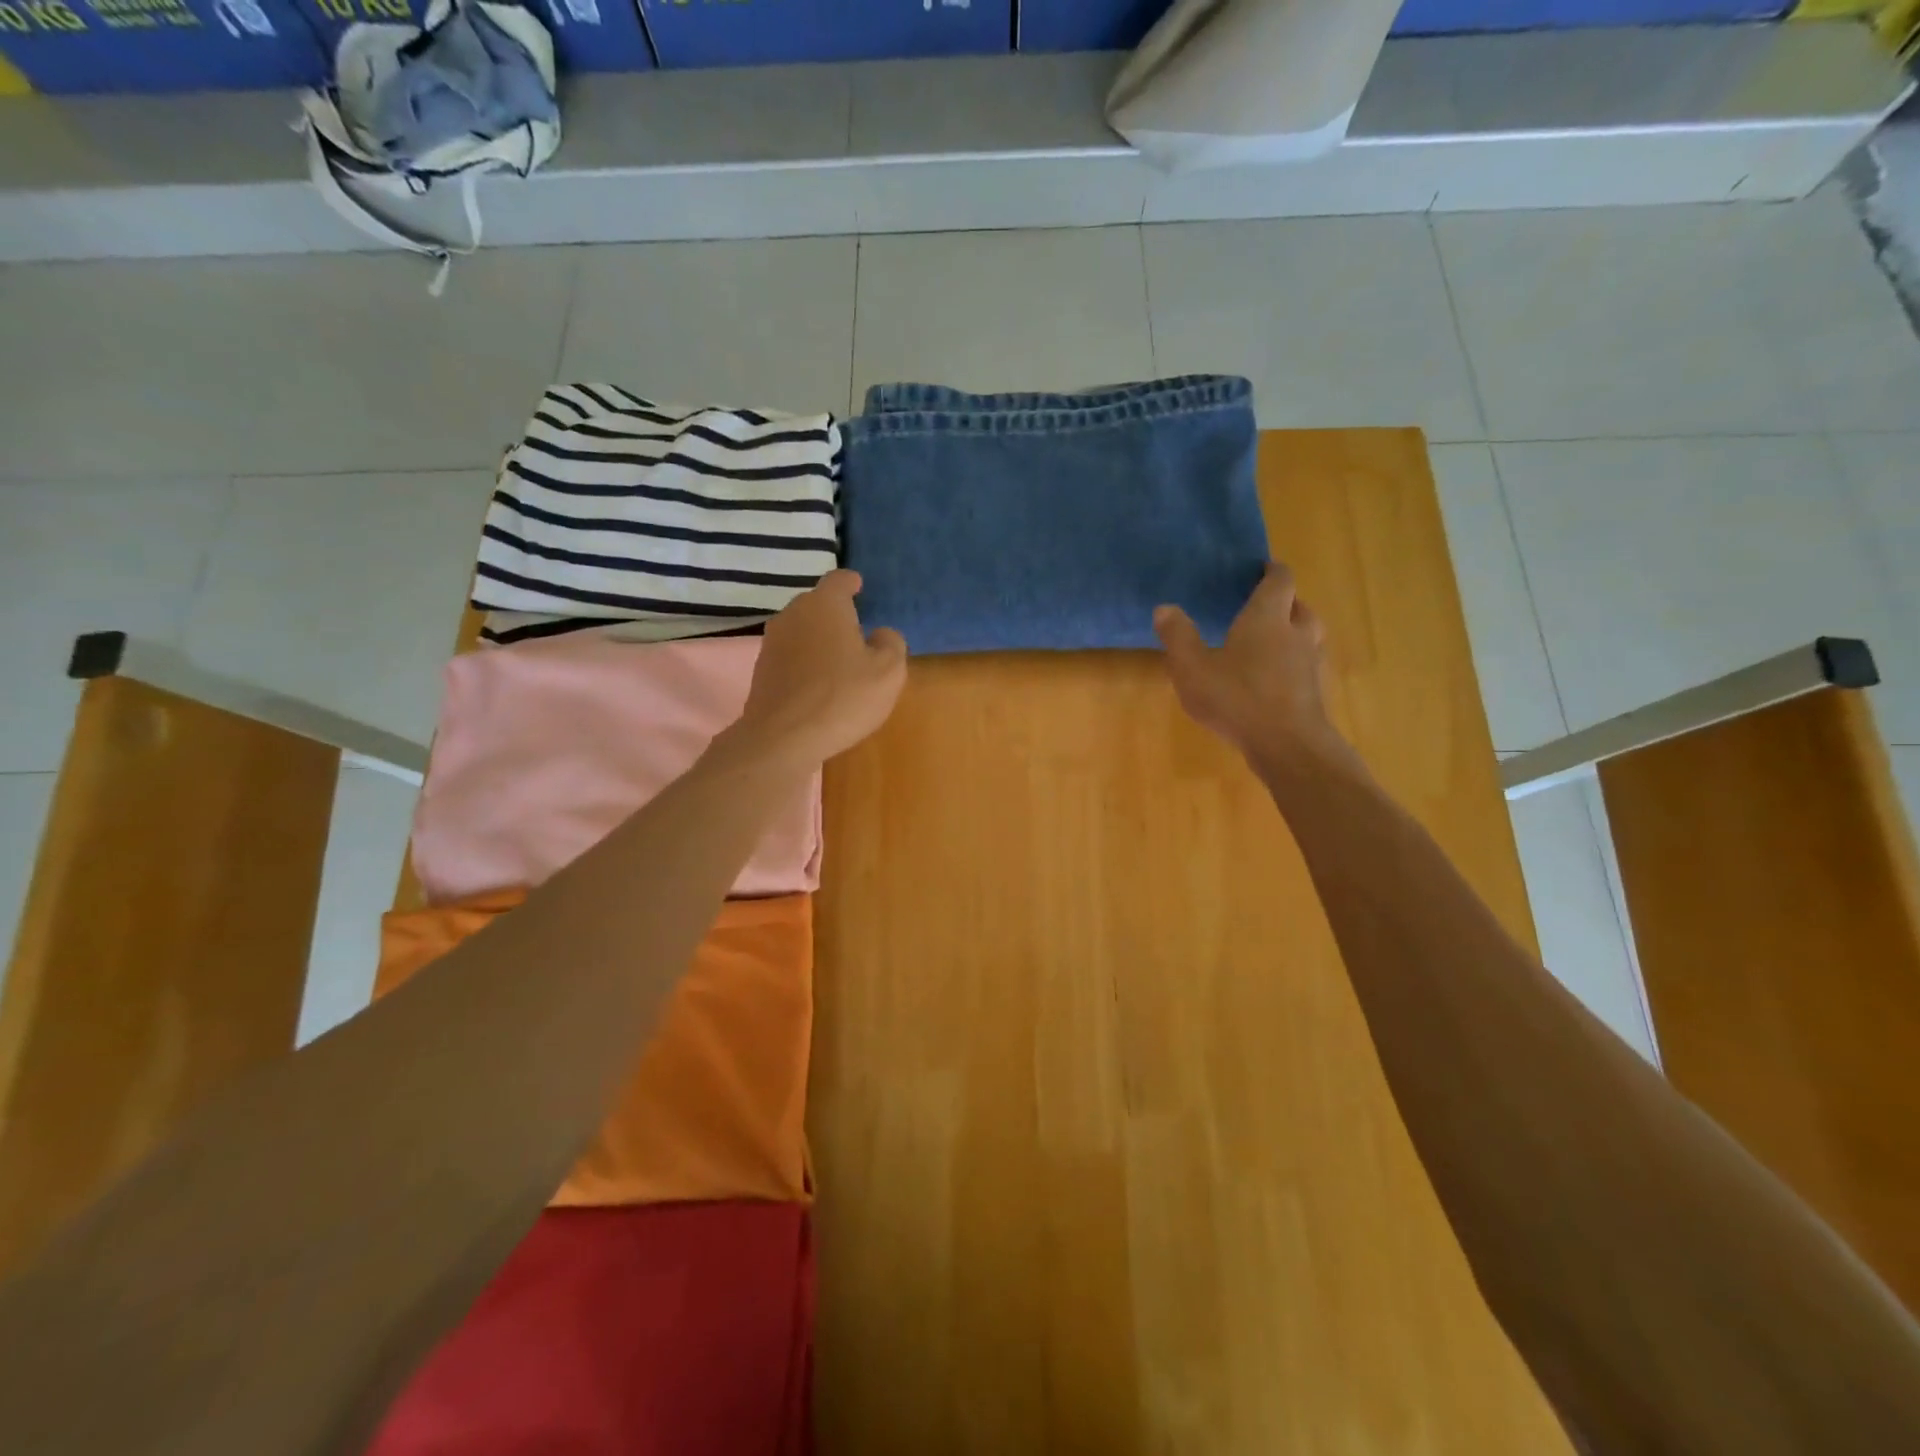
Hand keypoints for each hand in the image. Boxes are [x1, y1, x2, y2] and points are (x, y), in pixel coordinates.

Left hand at [736, 570, 907, 766]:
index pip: (839, 580)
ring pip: (802, 630)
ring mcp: (772, 642)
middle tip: (856, 631)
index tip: (859, 587)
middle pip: (817, 604)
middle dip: (836, 613)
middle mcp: (793, 614)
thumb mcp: (888, 672)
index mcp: (825, 605)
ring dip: (819, 639)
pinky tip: (818, 684)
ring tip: (838, 660)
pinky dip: (805, 662)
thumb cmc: (842, 697)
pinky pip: (790, 656)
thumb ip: (891, 644)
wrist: (783, 739)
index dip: (851, 583)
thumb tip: (880, 635)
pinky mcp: (761, 670)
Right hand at [1154, 563, 1345, 770]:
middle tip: (1263, 606)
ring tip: (1272, 640)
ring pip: (1308, 635)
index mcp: (1267, 618)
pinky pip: (1307, 665)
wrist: (1288, 746)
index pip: (1279, 581)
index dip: (1272, 571)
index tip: (1261, 568)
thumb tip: (1164, 608)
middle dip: (1284, 601)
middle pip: (1299, 606)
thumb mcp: (1193, 668)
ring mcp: (1311, 663)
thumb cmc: (1237, 699)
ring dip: (1294, 631)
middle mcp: (1296, 633)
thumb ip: (1178, 637)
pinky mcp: (1315, 691)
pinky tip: (1275, 679)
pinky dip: (1294, 662)